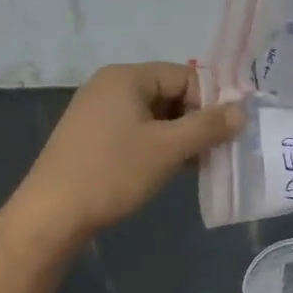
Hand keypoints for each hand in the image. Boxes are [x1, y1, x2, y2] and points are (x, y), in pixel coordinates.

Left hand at [14, 62, 243, 239]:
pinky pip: (136, 131)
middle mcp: (110, 86)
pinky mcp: (92, 137)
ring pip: (155, 115)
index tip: (226, 133)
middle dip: (196, 121)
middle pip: (170, 93)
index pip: (185, 76)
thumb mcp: (168, 148)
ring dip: (179, 136)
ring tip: (197, 164)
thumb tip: (242, 110)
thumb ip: (208, 126)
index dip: (210, 102)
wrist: (50, 216)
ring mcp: (98, 112)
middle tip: (215, 151)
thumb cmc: (112, 173)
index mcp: (127, 77)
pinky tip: (171, 169)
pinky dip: (157, 145)